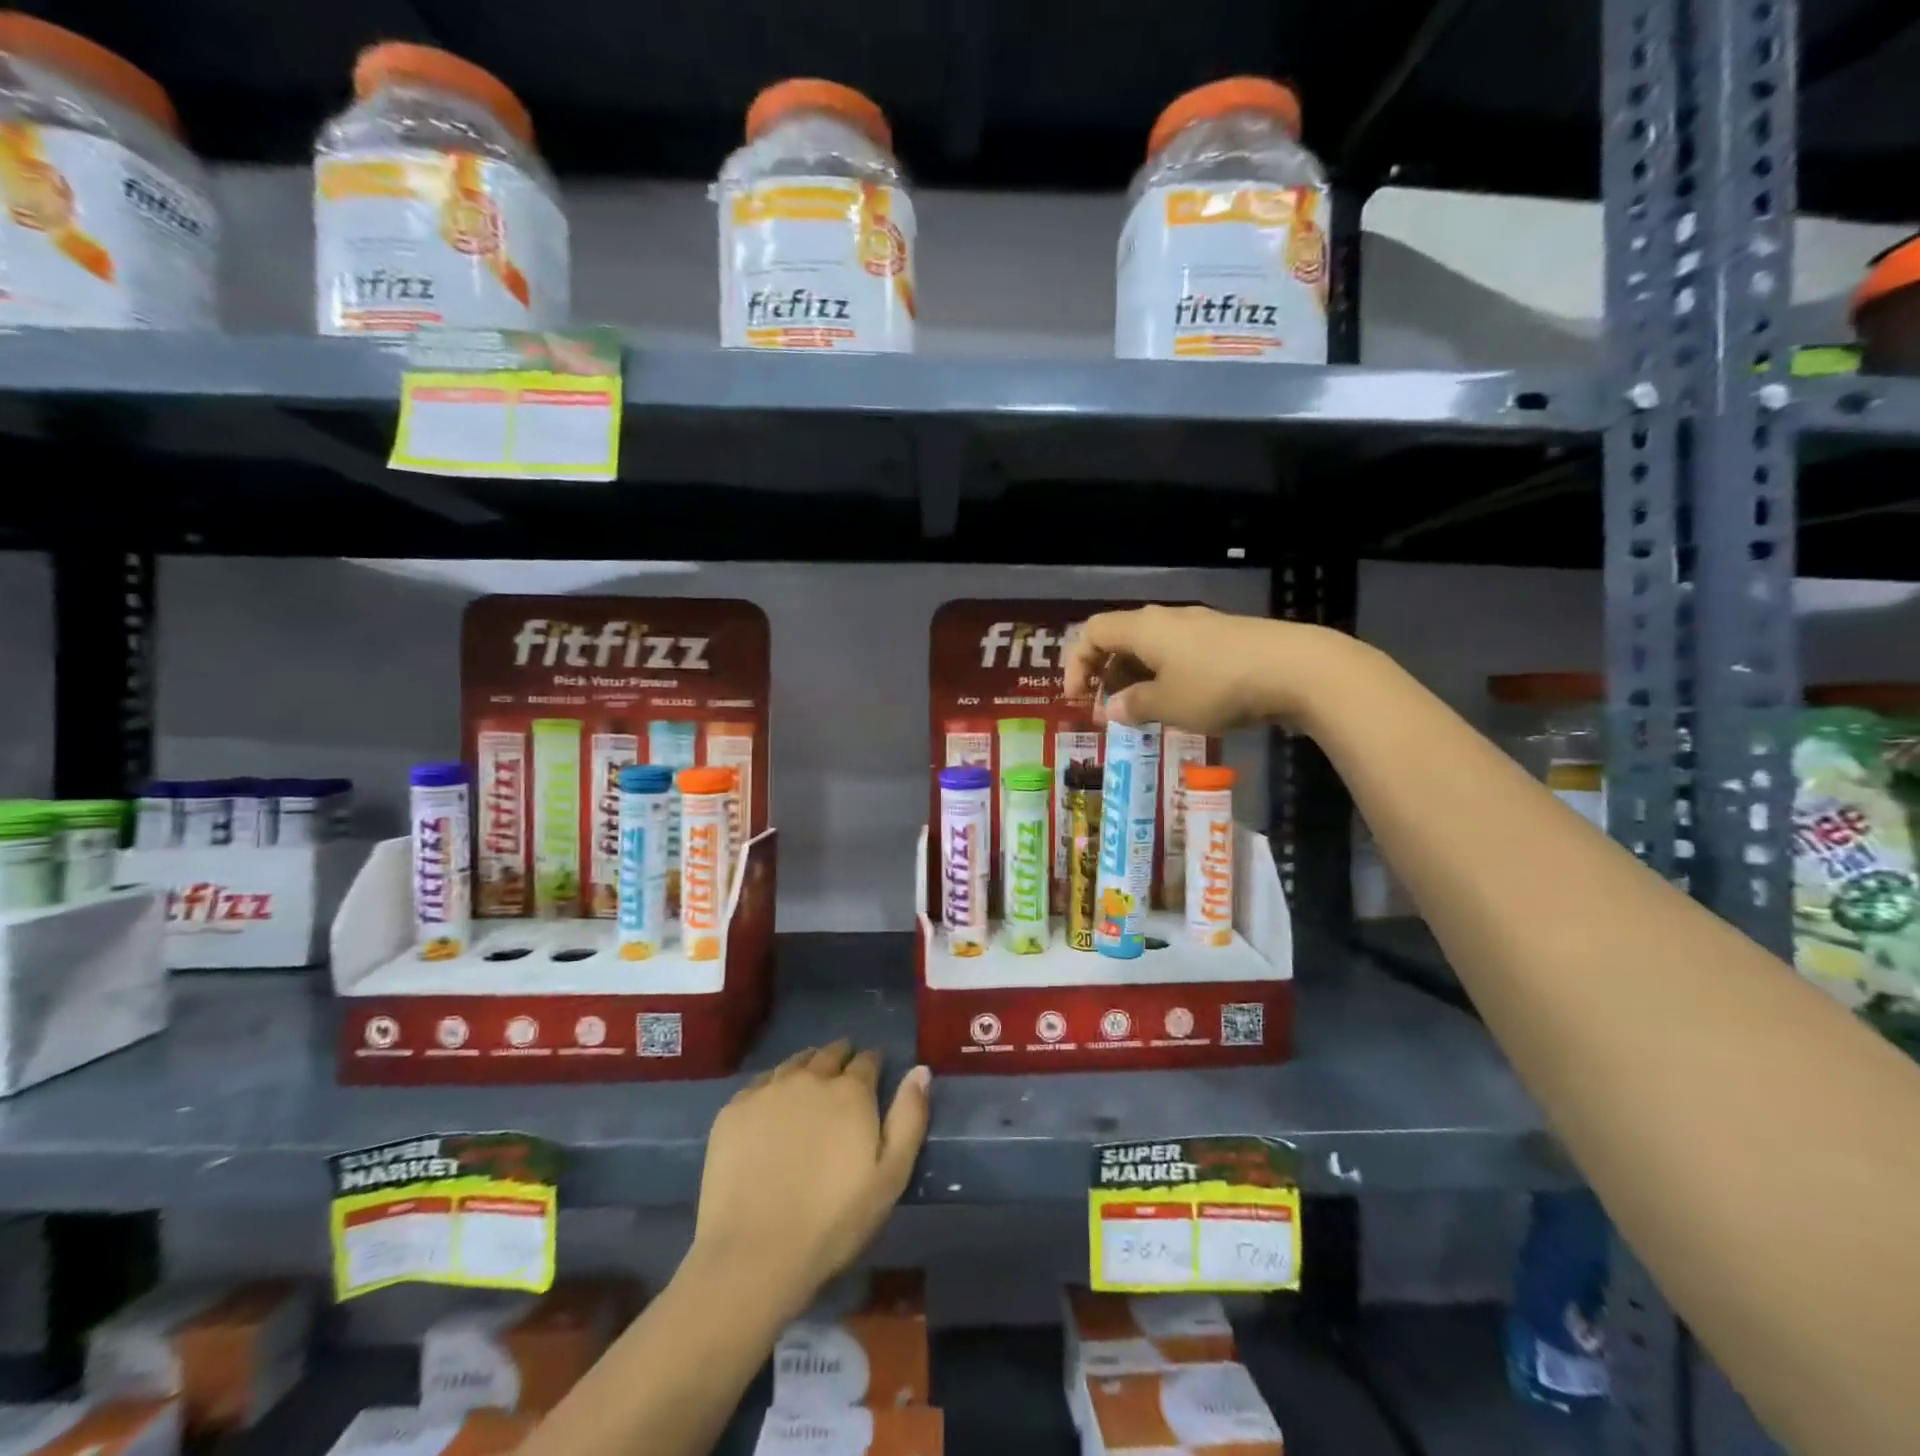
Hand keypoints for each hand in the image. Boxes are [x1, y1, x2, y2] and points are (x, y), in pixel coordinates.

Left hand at [692, 1043, 930, 1320]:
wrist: (753, 1254)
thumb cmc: (833, 1221)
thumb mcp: (890, 1177)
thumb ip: (909, 1118)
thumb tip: (920, 1070)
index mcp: (850, 1091)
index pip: (868, 1059)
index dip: (874, 1063)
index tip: (875, 1072)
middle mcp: (810, 1078)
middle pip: (829, 1054)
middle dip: (841, 1058)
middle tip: (843, 1074)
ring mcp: (768, 1090)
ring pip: (794, 1063)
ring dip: (808, 1066)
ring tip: (810, 1082)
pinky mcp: (733, 1109)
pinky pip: (760, 1083)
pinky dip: (773, 1085)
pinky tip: (772, 1105)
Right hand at [1063, 605, 1350, 732]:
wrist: (1297, 669)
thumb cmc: (1218, 686)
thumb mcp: (1168, 704)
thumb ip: (1134, 706)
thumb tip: (1112, 709)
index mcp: (1144, 628)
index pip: (1093, 632)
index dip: (1077, 663)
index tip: (1077, 699)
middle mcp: (1168, 619)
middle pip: (1122, 638)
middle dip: (1108, 673)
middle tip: (1110, 709)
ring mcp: (1201, 626)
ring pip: (1153, 647)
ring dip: (1138, 677)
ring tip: (1145, 711)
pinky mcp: (1227, 639)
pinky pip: (1181, 654)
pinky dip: (1168, 676)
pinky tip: (1183, 703)